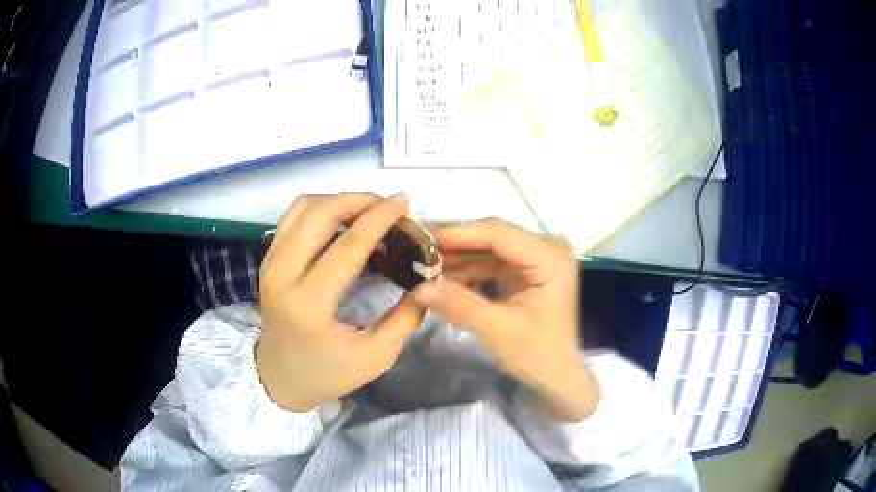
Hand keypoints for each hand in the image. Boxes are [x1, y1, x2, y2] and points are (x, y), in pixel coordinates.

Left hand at [257, 193, 424, 412]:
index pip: (347, 247)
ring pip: (303, 208)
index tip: (404, 203)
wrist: (279, 378)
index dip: (379, 219)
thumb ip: (405, 318)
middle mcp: (282, 275)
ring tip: (367, 209)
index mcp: (309, 304)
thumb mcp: (375, 357)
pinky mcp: (268, 259)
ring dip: (338, 200)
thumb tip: (429, 280)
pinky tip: (342, 218)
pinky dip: (320, 208)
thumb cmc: (327, 372)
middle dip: (358, 200)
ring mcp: (270, 263)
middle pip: (319, 214)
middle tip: (387, 206)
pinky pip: (293, 217)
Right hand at [415, 219, 598, 421]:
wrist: (556, 377)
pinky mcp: (523, 274)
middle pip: (492, 237)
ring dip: (457, 259)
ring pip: (487, 250)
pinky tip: (442, 279)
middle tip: (417, 250)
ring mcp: (534, 261)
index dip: (460, 233)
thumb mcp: (499, 330)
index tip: (425, 240)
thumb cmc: (538, 355)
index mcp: (549, 258)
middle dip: (454, 245)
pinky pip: (489, 265)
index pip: (500, 233)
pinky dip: (466, 272)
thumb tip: (419, 288)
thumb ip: (461, 305)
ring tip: (423, 265)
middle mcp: (544, 251)